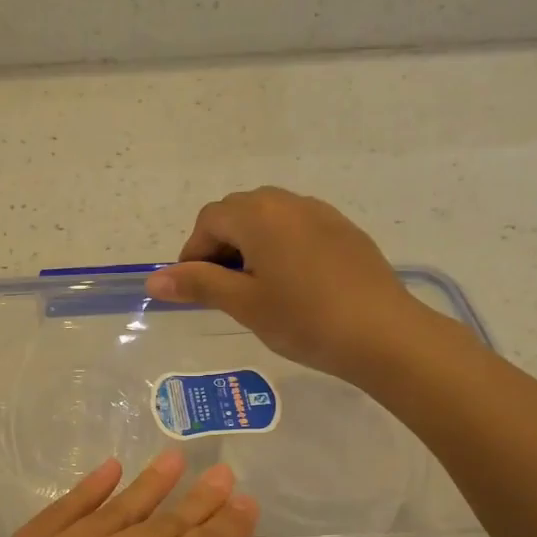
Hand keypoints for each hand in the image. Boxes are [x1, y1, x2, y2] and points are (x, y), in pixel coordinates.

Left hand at [0, 451, 306, 536]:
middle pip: (158, 524)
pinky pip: (52, 517)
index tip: (246, 500)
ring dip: (145, 486)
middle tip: (220, 473)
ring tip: (173, 459)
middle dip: (195, 501)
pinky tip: (109, 471)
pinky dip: (83, 494)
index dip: (227, 525)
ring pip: (109, 514)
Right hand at [144, 187, 443, 383]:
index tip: (197, 290)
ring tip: (259, 289)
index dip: (194, 254)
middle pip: (238, 213)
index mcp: (259, 215)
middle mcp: (288, 202)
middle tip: (226, 291)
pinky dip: (282, 247)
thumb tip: (154, 280)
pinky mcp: (345, 231)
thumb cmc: (304, 319)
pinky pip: (299, 228)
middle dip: (222, 246)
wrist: (383, 333)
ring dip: (252, 245)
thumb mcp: (244, 304)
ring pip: (270, 219)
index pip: (209, 220)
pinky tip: (295, 285)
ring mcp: (321, 213)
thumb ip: (199, 285)